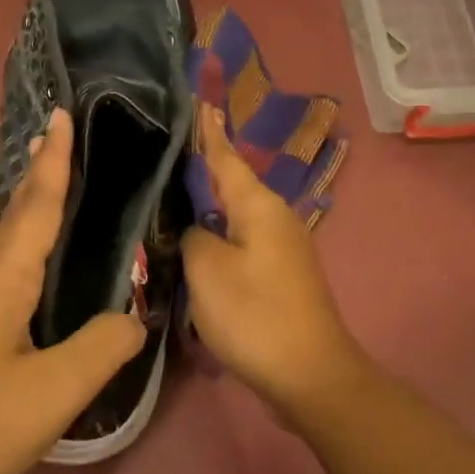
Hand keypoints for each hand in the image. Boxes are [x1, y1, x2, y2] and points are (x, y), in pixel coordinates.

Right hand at [180, 104, 368, 415]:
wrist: (309, 373)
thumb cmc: (254, 315)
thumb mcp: (208, 270)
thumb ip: (194, 237)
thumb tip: (197, 229)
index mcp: (259, 206)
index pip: (226, 156)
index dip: (208, 131)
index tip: (198, 100)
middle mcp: (276, 218)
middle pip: (232, 184)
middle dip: (203, 167)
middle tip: (165, 152)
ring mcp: (282, 248)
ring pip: (236, 215)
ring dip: (209, 205)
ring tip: (172, 193)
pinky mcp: (280, 276)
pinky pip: (242, 242)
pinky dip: (219, 236)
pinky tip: (197, 242)